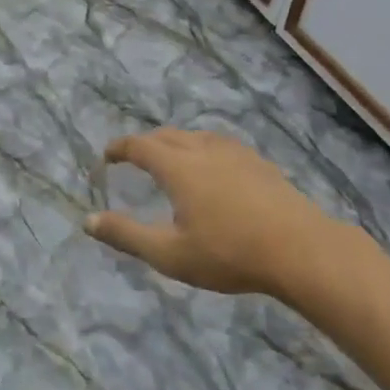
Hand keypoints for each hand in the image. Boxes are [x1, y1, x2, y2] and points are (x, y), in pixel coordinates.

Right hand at [86, 129, 375, 297]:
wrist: (301, 250)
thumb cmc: (229, 253)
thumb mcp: (170, 253)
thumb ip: (126, 235)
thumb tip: (88, 221)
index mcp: (178, 166)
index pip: (139, 145)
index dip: (119, 148)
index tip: (107, 156)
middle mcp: (203, 149)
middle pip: (167, 135)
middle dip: (146, 143)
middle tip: (134, 158)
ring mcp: (235, 153)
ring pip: (196, 136)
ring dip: (176, 143)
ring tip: (171, 160)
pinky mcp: (259, 163)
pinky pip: (220, 145)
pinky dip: (202, 149)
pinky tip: (214, 169)